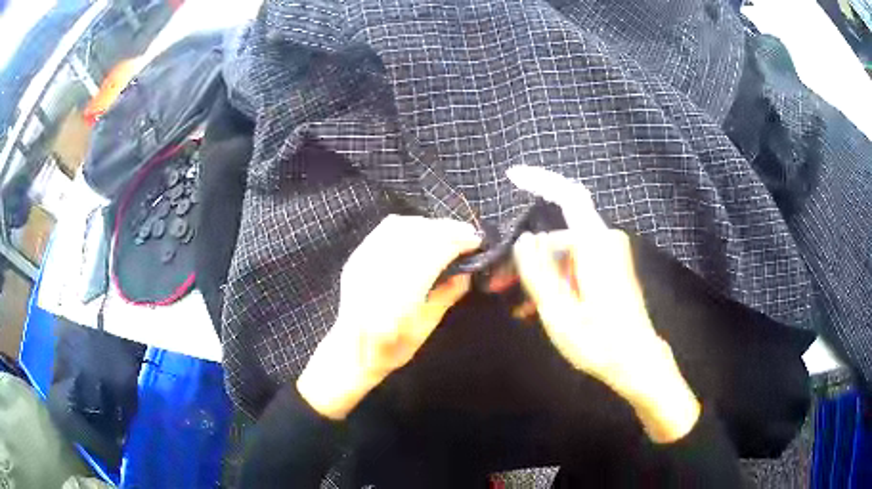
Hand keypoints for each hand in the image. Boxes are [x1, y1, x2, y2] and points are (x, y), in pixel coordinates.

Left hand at [297, 215, 479, 419]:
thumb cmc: (392, 348)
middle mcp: (378, 273)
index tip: (476, 242)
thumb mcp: (425, 328)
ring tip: (448, 231)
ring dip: (430, 225)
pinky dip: (409, 224)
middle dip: (447, 230)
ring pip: (401, 228)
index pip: (432, 255)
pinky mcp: (357, 257)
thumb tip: (467, 271)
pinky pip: (385, 229)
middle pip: (417, 237)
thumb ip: (446, 296)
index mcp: (398, 297)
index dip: (457, 243)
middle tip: (467, 233)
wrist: (351, 352)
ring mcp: (364, 262)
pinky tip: (423, 230)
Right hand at [508, 165, 699, 442]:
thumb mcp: (558, 312)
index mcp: (595, 245)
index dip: (541, 181)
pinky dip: (555, 281)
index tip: (512, 176)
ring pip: (562, 254)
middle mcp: (605, 242)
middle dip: (526, 258)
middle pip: (556, 236)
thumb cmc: (599, 342)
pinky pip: (574, 265)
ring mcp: (608, 256)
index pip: (569, 196)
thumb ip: (537, 272)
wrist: (636, 362)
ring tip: (518, 308)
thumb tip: (522, 239)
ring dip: (538, 276)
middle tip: (497, 286)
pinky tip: (537, 307)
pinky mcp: (609, 269)